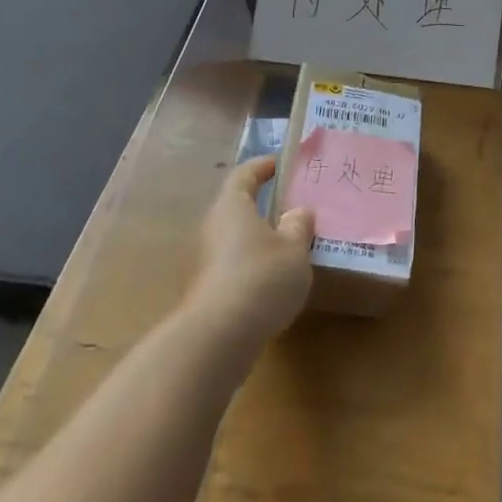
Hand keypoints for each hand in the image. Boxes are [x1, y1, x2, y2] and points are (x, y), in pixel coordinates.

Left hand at [187, 157, 315, 347]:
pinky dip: (250, 264)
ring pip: (233, 238)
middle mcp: (211, 227)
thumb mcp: (294, 249)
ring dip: (257, 238)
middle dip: (262, 205)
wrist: (217, 337)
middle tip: (292, 207)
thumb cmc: (261, 278)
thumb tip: (297, 211)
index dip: (262, 166)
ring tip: (288, 246)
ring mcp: (202, 259)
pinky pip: (231, 264)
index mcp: (232, 206)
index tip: (280, 164)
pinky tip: (272, 280)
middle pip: (236, 207)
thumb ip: (298, 226)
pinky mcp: (204, 288)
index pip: (244, 174)